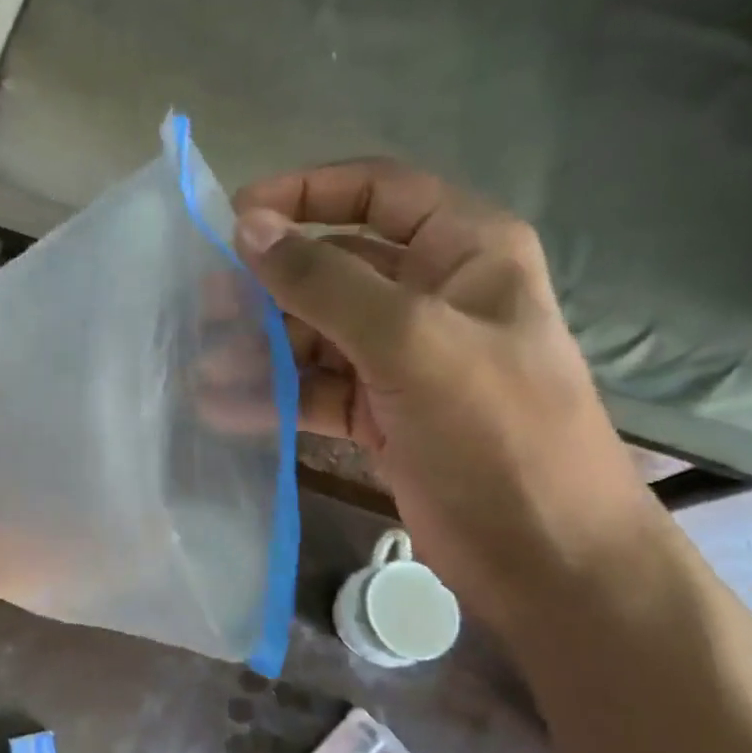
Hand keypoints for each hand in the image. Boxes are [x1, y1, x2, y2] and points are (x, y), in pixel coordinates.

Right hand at [233, 162, 662, 627]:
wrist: (548, 561)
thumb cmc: (498, 432)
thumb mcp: (411, 343)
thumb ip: (324, 282)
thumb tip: (245, 227)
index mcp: (464, 250)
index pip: (376, 192)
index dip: (305, 194)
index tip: (235, 217)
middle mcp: (431, 295)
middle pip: (333, 268)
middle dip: (268, 285)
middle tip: (203, 304)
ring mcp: (403, 358)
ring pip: (316, 333)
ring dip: (261, 346)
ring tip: (204, 364)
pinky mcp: (381, 413)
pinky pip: (315, 388)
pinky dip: (274, 395)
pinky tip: (223, 407)